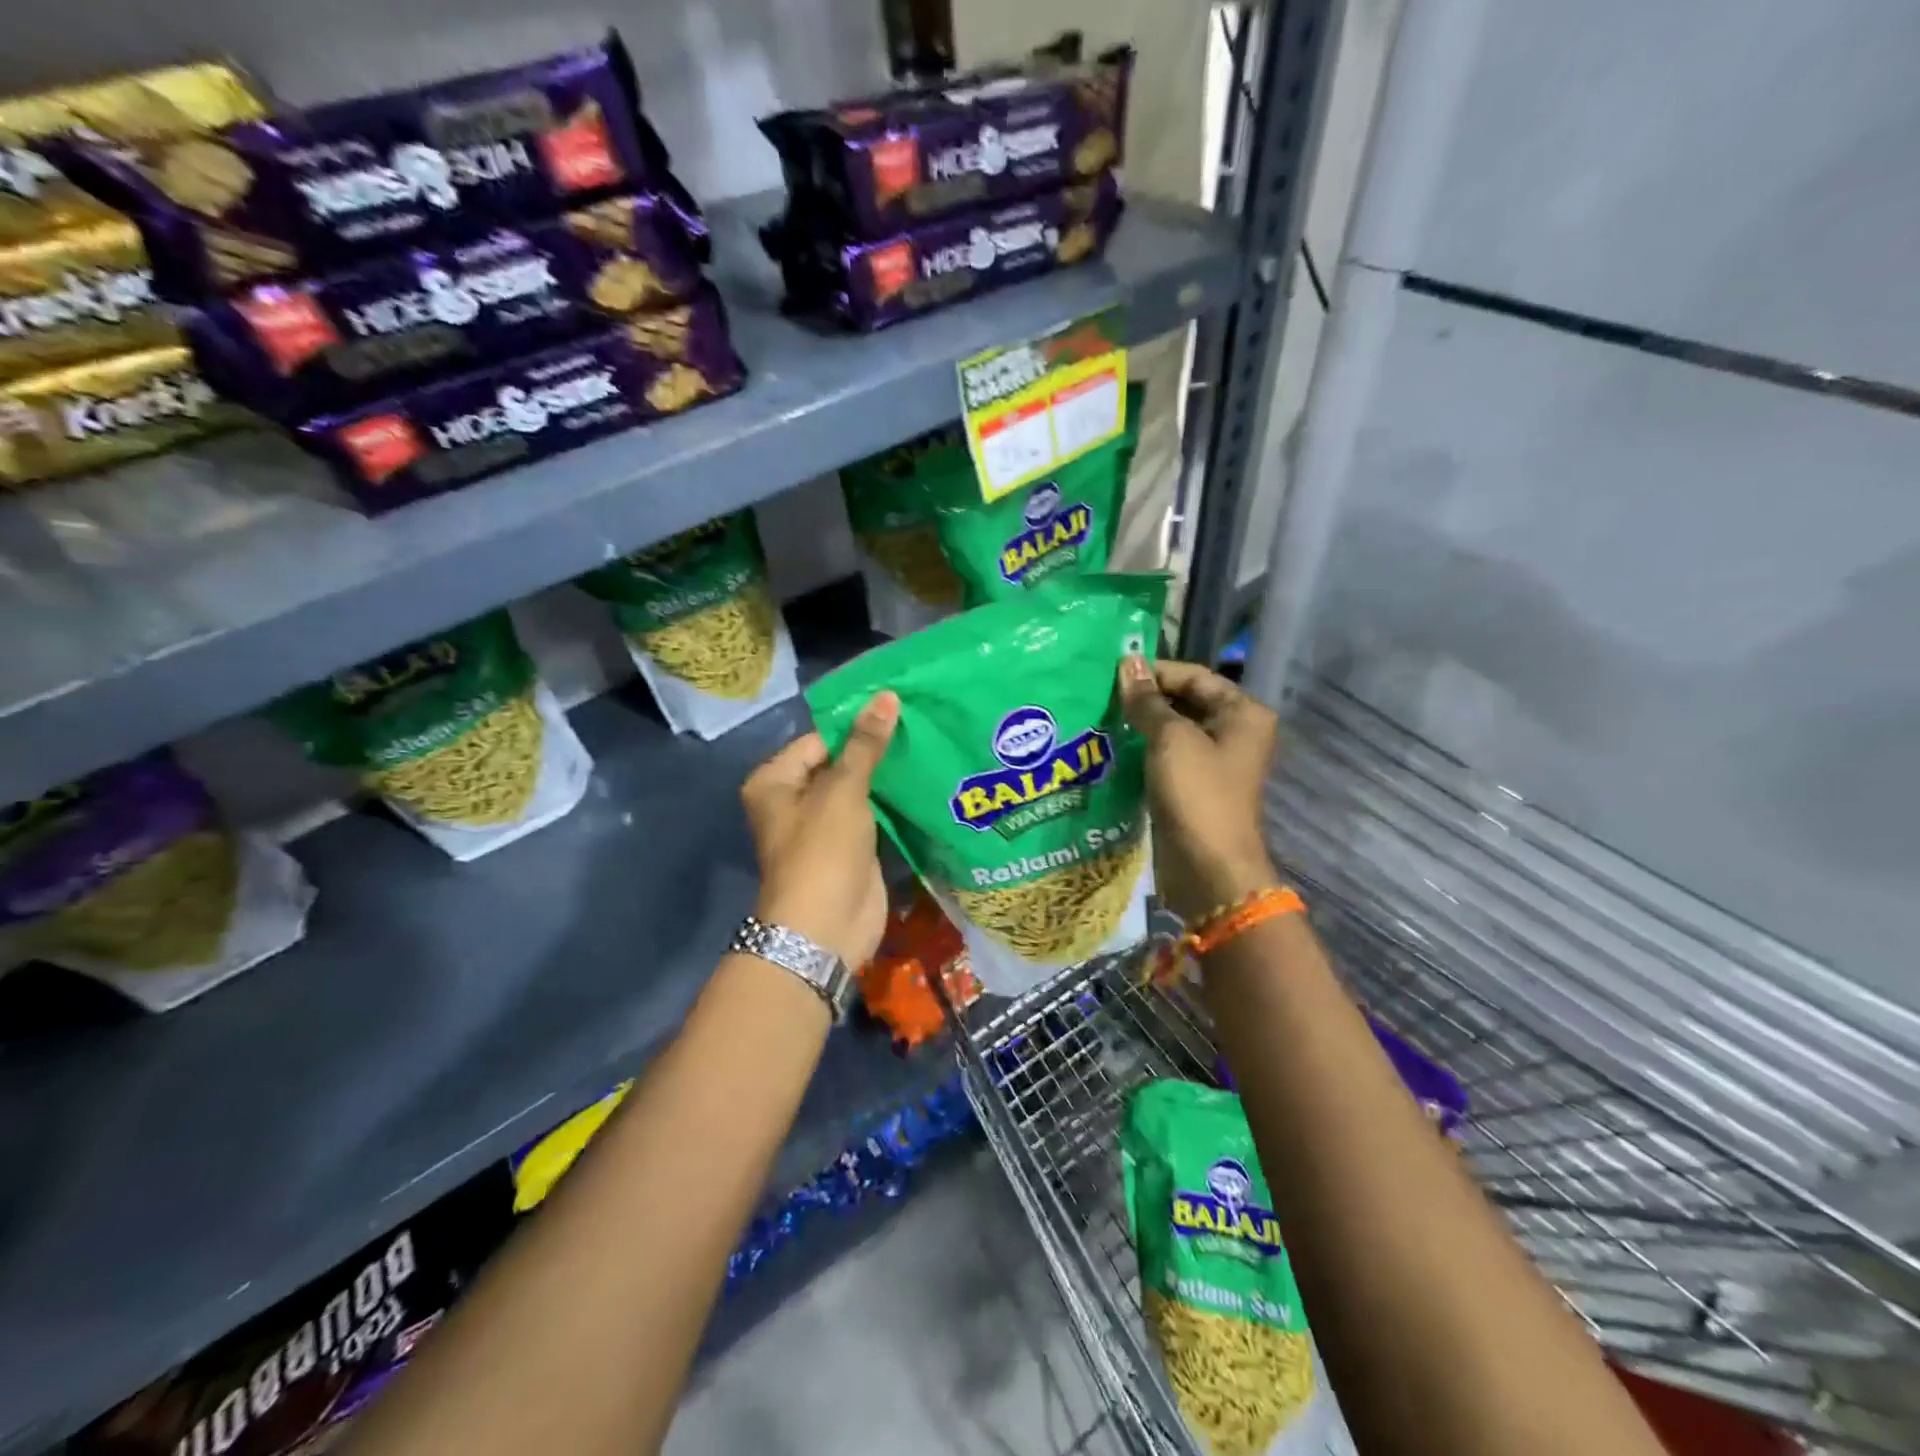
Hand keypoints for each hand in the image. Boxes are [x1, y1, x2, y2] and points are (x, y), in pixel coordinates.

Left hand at [740, 691, 898, 967]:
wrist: (826, 929)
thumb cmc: (822, 851)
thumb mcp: (843, 791)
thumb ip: (865, 744)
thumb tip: (886, 696)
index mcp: (775, 781)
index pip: (819, 739)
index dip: (856, 725)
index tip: (898, 709)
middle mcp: (793, 800)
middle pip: (838, 762)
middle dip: (874, 749)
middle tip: (919, 724)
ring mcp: (823, 826)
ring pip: (858, 789)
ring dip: (886, 775)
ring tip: (927, 744)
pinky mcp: (849, 847)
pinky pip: (871, 814)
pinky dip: (892, 801)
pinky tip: (922, 781)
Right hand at [1118, 657, 1282, 922]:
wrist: (1209, 868)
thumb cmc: (1198, 794)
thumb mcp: (1170, 739)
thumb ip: (1147, 701)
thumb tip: (1128, 663)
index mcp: (1242, 712)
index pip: (1194, 675)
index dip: (1154, 672)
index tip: (1112, 674)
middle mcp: (1234, 731)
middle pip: (1185, 700)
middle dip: (1145, 698)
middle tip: (1101, 695)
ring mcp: (1215, 761)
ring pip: (1173, 729)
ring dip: (1141, 724)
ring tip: (1101, 717)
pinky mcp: (1195, 785)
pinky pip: (1167, 756)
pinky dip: (1144, 749)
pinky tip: (1113, 746)